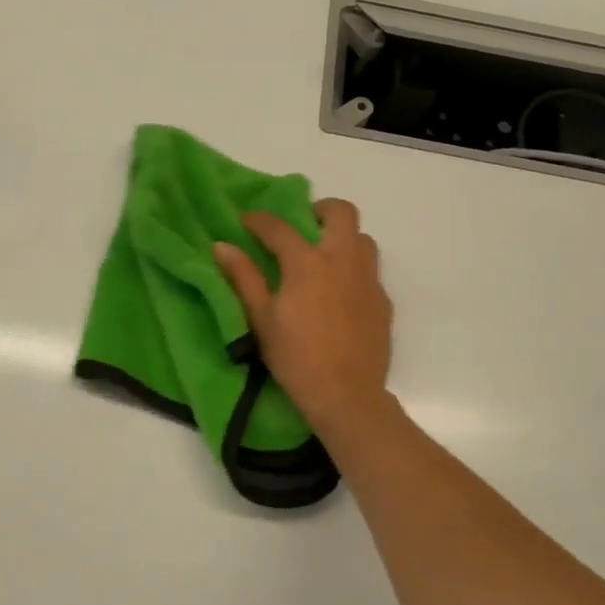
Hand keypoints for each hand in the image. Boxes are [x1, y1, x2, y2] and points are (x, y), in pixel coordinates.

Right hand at [213, 198, 393, 433]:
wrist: (346, 395)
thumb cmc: (296, 357)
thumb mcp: (261, 319)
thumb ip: (243, 277)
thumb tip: (221, 246)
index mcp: (308, 263)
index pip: (280, 227)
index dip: (259, 220)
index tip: (246, 221)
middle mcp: (343, 260)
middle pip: (340, 212)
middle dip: (319, 210)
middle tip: (301, 227)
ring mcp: (368, 279)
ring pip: (362, 238)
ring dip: (342, 238)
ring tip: (322, 259)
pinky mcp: (383, 301)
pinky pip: (370, 270)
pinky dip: (353, 269)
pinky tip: (338, 294)